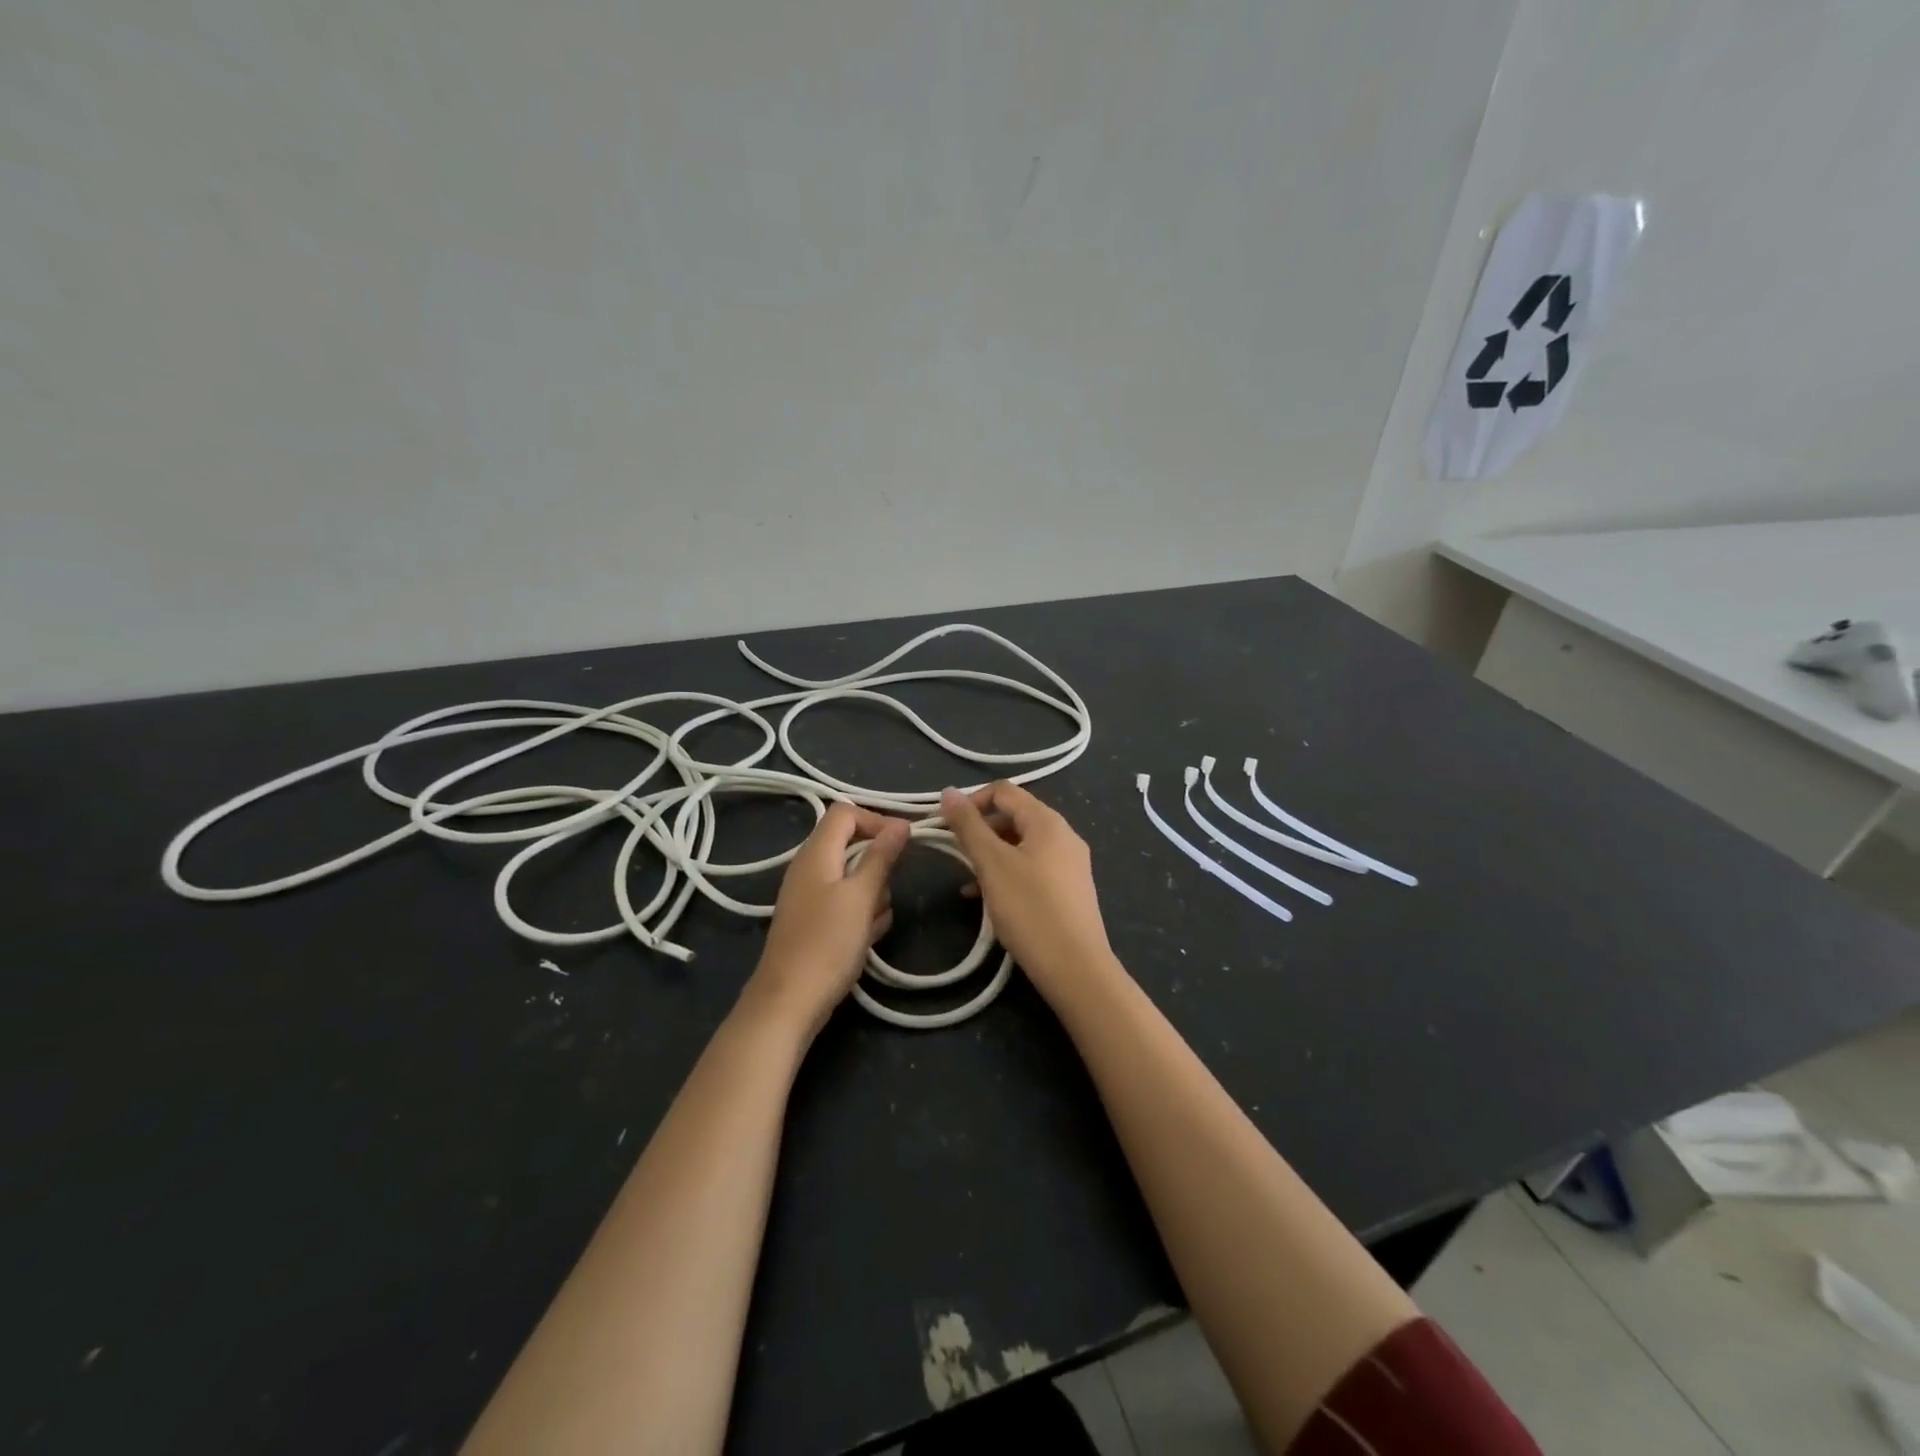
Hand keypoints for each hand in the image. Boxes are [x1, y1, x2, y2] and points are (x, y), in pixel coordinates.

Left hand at [743, 802, 909, 1040]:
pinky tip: (867, 939)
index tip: (904, 842)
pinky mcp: (815, 921)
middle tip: (886, 891)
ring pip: (854, 879)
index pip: (846, 812)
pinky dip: (861, 916)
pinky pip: (847, 905)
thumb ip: (881, 857)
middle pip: (853, 846)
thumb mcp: (861, 896)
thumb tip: (901, 824)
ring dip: (873, 896)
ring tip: (874, 923)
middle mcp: (810, 867)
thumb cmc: (827, 943)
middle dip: (878, 867)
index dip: (876, 820)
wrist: (789, 1002)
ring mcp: (811, 895)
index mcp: (816, 852)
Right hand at [940, 782, 1117, 999]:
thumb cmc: (1030, 910)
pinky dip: (1008, 874)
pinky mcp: (1070, 890)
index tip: (946, 827)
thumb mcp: (992, 864)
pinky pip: (1033, 868)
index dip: (971, 802)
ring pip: (1021, 845)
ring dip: (991, 856)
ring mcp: (1070, 863)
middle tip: (956, 855)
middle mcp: (1064, 835)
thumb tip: (949, 791)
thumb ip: (969, 826)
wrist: (1076, 968)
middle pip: (1014, 817)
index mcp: (1047, 821)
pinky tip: (988, 900)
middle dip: (981, 831)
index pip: (1003, 791)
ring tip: (968, 883)